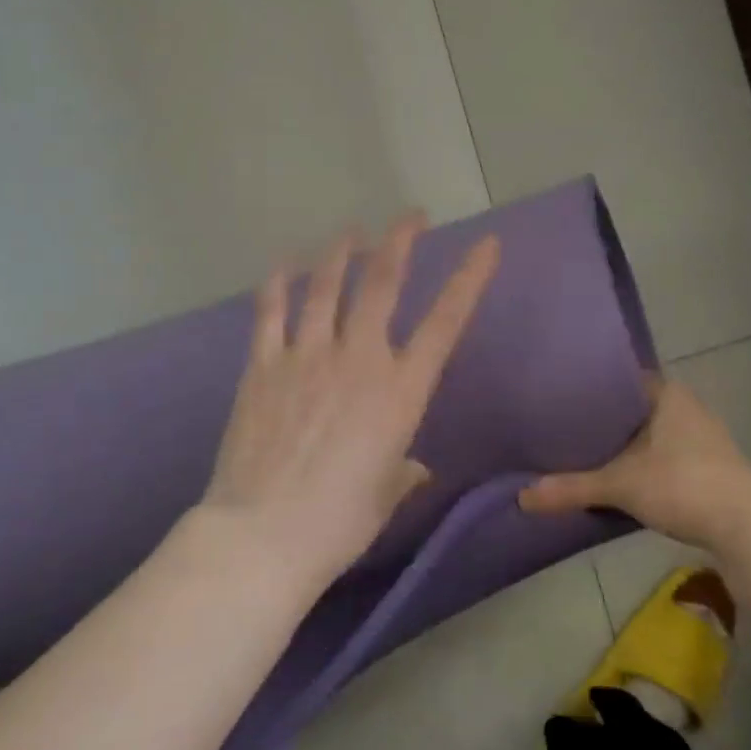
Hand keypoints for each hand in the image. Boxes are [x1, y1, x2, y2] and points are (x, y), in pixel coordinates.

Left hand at [199, 213, 499, 589]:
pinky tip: (284, 264)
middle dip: (400, 240)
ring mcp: (306, 355)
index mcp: (400, 391)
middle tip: (410, 217)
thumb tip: (413, 467)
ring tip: (351, 232)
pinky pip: (271, 311)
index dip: (470, 278)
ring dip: (341, 251)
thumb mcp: (386, 494)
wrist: (265, 532)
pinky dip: (279, 282)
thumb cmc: (340, 521)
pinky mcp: (263, 365)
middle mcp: (358, 359)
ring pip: (326, 285)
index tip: (487, 244)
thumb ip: (402, 470)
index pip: (446, 322)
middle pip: (382, 282)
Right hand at [519, 377, 750, 555]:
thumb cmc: (683, 484)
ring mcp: (702, 438)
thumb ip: (571, 488)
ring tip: (584, 451)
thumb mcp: (620, 485)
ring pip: (650, 434)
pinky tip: (620, 478)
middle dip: (603, 419)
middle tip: (562, 425)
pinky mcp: (710, 468)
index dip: (590, 387)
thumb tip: (521, 498)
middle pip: (633, 407)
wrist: (750, 528)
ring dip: (624, 445)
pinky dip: (642, 464)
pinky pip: (664, 456)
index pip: (621, 378)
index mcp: (666, 394)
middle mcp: (686, 408)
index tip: (559, 395)